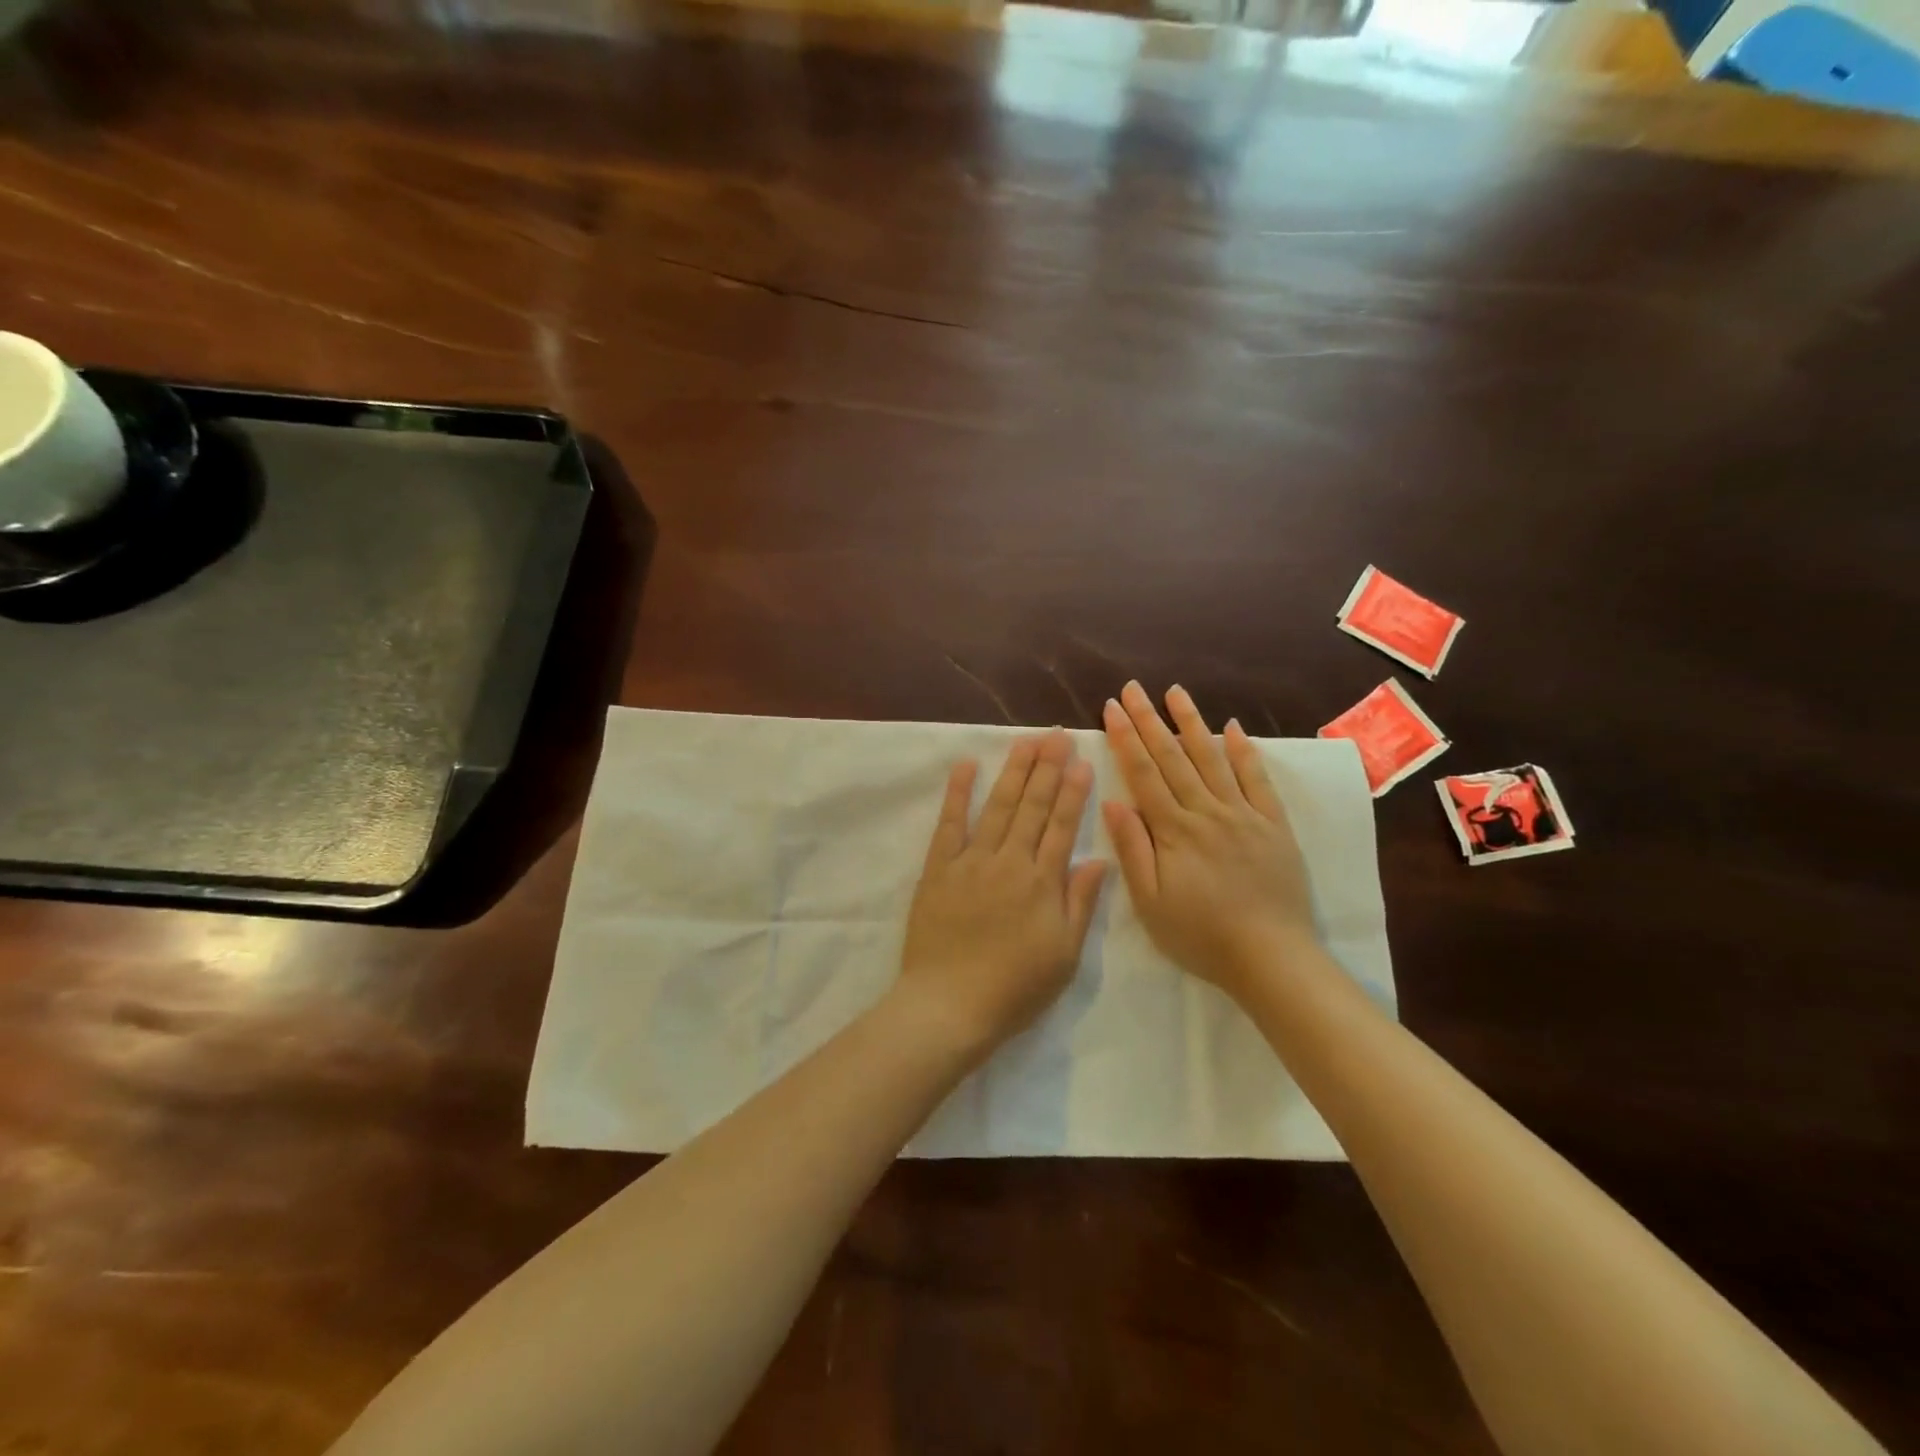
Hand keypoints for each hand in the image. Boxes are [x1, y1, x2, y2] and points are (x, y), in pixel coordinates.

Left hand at [897, 730, 1108, 1061]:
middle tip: (1056, 735)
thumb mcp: (1064, 954)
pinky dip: (957, 793)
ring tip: (1026, 741)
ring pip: (997, 807)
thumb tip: (1099, 860)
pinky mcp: (939, 869)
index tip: (1081, 760)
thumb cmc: (1015, 988)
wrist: (950, 1005)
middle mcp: (1009, 861)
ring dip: (1013, 772)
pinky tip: (966, 766)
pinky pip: (949, 824)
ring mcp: (971, 861)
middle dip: (1047, 768)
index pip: (1062, 825)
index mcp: (1042, 882)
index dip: (1072, 791)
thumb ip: (1080, 903)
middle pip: (1032, 806)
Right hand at [1101, 682, 1318, 997]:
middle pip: (1173, 757)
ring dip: (1192, 723)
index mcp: (1174, 830)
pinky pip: (1257, 780)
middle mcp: (1207, 811)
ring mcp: (1244, 815)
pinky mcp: (1273, 825)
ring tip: (1176, 692)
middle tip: (1133, 688)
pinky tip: (1233, 727)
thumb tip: (1112, 801)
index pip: (1143, 773)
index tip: (1112, 708)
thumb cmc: (1200, 935)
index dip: (1125, 738)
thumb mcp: (1150, 902)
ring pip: (1213, 759)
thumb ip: (1132, 849)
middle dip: (1150, 719)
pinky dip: (1245, 752)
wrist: (1271, 958)